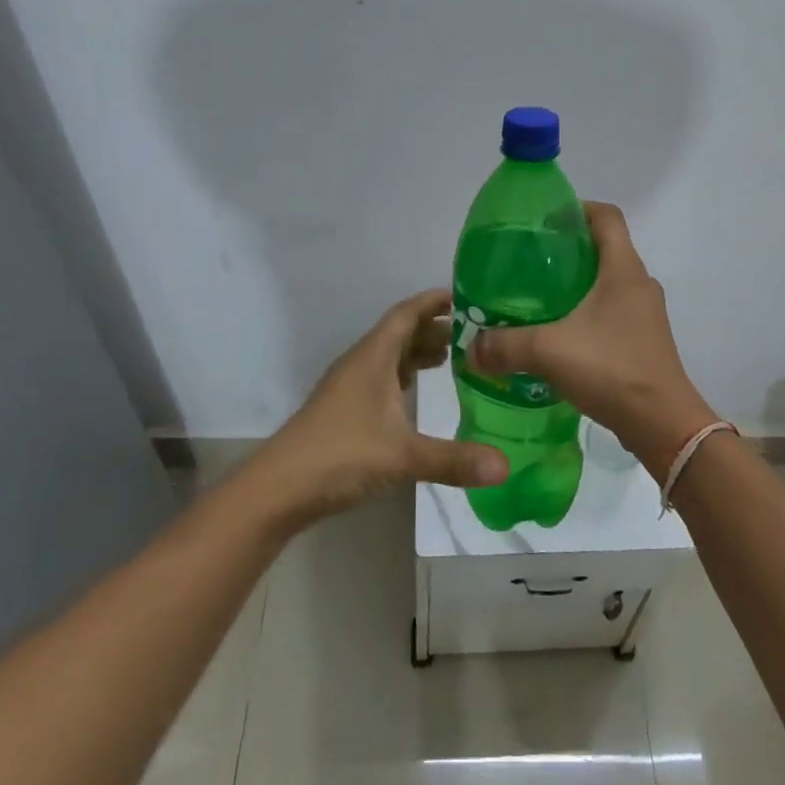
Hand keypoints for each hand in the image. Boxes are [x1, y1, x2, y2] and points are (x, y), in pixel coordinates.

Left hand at [246, 288, 508, 528]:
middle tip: (475, 334)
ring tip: (454, 357)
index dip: (434, 301)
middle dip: (435, 328)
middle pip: (401, 332)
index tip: (466, 296)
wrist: (279, 488)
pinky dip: (404, 375)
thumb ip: (454, 460)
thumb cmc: (340, 455)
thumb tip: (505, 466)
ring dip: (419, 352)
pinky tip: (417, 391)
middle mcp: (361, 362)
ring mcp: (350, 385)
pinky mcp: (345, 408)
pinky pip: (382, 377)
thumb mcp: (402, 456)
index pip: (407, 313)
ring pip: (390, 356)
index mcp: (373, 356)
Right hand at [471, 203, 716, 480]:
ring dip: (576, 284)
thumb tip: (471, 347)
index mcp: (623, 269)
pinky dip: (586, 313)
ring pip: (607, 282)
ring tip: (537, 299)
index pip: (606, 216)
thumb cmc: (612, 370)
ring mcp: (645, 314)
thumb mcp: (549, 351)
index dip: (576, 209)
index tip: (543, 221)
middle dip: (567, 249)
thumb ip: (505, 345)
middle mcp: (639, 284)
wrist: (663, 426)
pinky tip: (559, 335)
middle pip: (604, 248)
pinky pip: (612, 312)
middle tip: (528, 262)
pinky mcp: (644, 341)